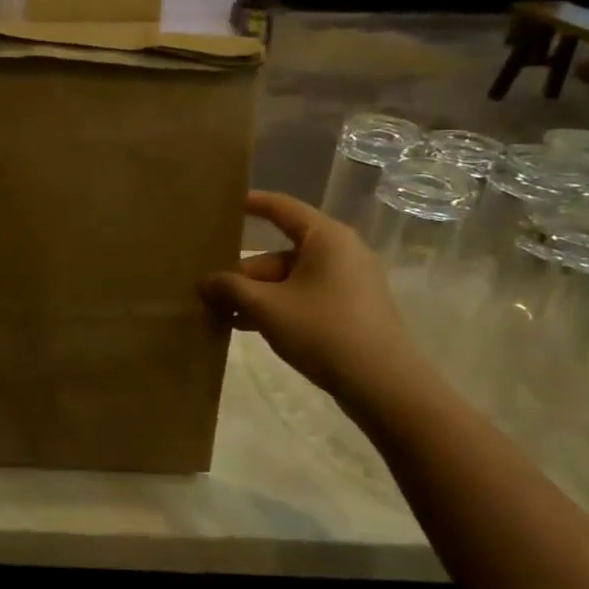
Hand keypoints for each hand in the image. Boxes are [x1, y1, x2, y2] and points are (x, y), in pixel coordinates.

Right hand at [200, 191, 422, 405]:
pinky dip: (279, 306)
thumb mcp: (267, 308)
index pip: (281, 208)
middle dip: (244, 273)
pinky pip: (306, 296)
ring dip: (257, 294)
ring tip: (222, 314)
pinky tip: (251, 327)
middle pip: (279, 253)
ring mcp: (349, 281)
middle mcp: (340, 251)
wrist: (384, 386)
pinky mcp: (351, 308)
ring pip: (290, 279)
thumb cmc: (323, 332)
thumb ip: (231, 289)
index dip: (251, 203)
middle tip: (208, 291)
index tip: (224, 203)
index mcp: (326, 237)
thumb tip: (204, 282)